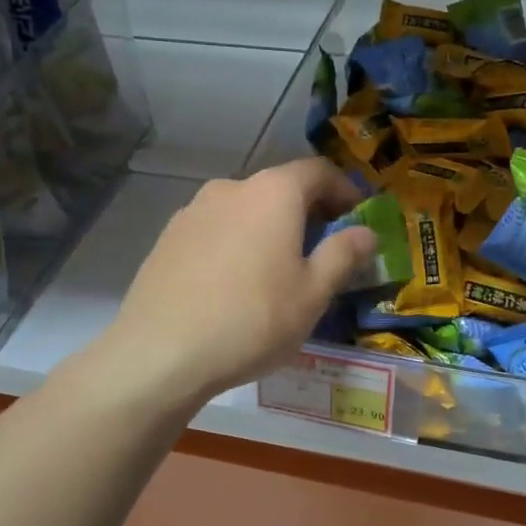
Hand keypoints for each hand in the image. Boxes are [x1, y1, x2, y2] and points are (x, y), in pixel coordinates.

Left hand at [96, 158, 375, 403]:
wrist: (160, 353)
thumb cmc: (252, 319)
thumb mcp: (313, 293)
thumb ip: (343, 255)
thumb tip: (366, 232)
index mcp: (273, 192)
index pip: (318, 171)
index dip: (344, 190)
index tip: (356, 219)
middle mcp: (231, 188)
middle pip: (279, 188)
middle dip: (307, 212)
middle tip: (323, 249)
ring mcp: (193, 211)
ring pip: (245, 209)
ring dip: (269, 228)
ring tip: (277, 270)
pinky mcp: (168, 238)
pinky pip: (216, 230)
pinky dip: (237, 243)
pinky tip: (235, 284)